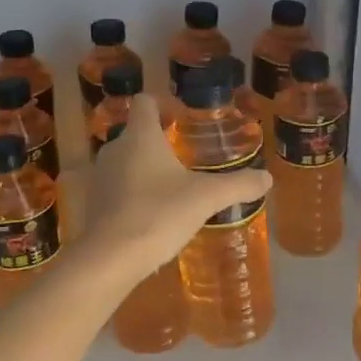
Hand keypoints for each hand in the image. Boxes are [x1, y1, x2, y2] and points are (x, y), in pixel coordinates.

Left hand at [82, 94, 271, 278]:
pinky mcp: (93, 203)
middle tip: (185, 157)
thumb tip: (267, 178)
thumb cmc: (158, 214)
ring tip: (172, 187)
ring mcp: (100, 177)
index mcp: (139, 136)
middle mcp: (114, 149)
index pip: (145, 102)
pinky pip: (117, 187)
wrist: (110, 258)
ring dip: (146, 168)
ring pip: (125, 161)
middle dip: (159, 141)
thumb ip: (237, 185)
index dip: (163, 104)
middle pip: (136, 133)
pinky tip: (153, 213)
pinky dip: (134, 193)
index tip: (182, 119)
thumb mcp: (205, 198)